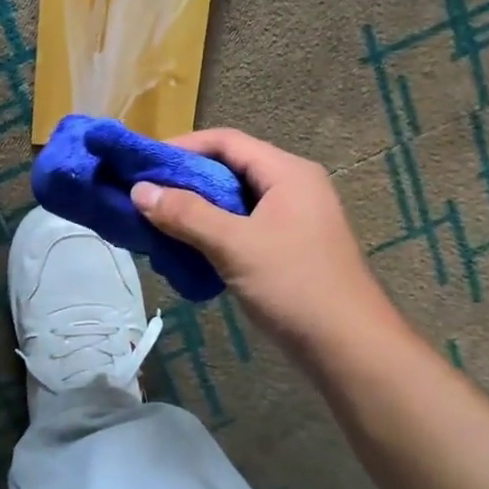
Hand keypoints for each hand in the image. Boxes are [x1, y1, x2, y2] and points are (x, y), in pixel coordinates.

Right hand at [130, 128, 395, 352]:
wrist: (349, 346)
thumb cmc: (294, 284)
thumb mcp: (234, 245)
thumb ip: (186, 214)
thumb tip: (139, 190)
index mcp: (287, 172)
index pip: (226, 141)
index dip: (182, 147)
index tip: (144, 164)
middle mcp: (293, 187)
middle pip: (230, 169)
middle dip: (186, 181)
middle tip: (145, 196)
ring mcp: (294, 219)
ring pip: (235, 201)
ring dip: (197, 210)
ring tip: (158, 224)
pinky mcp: (290, 248)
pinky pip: (243, 227)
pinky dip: (214, 233)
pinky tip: (188, 250)